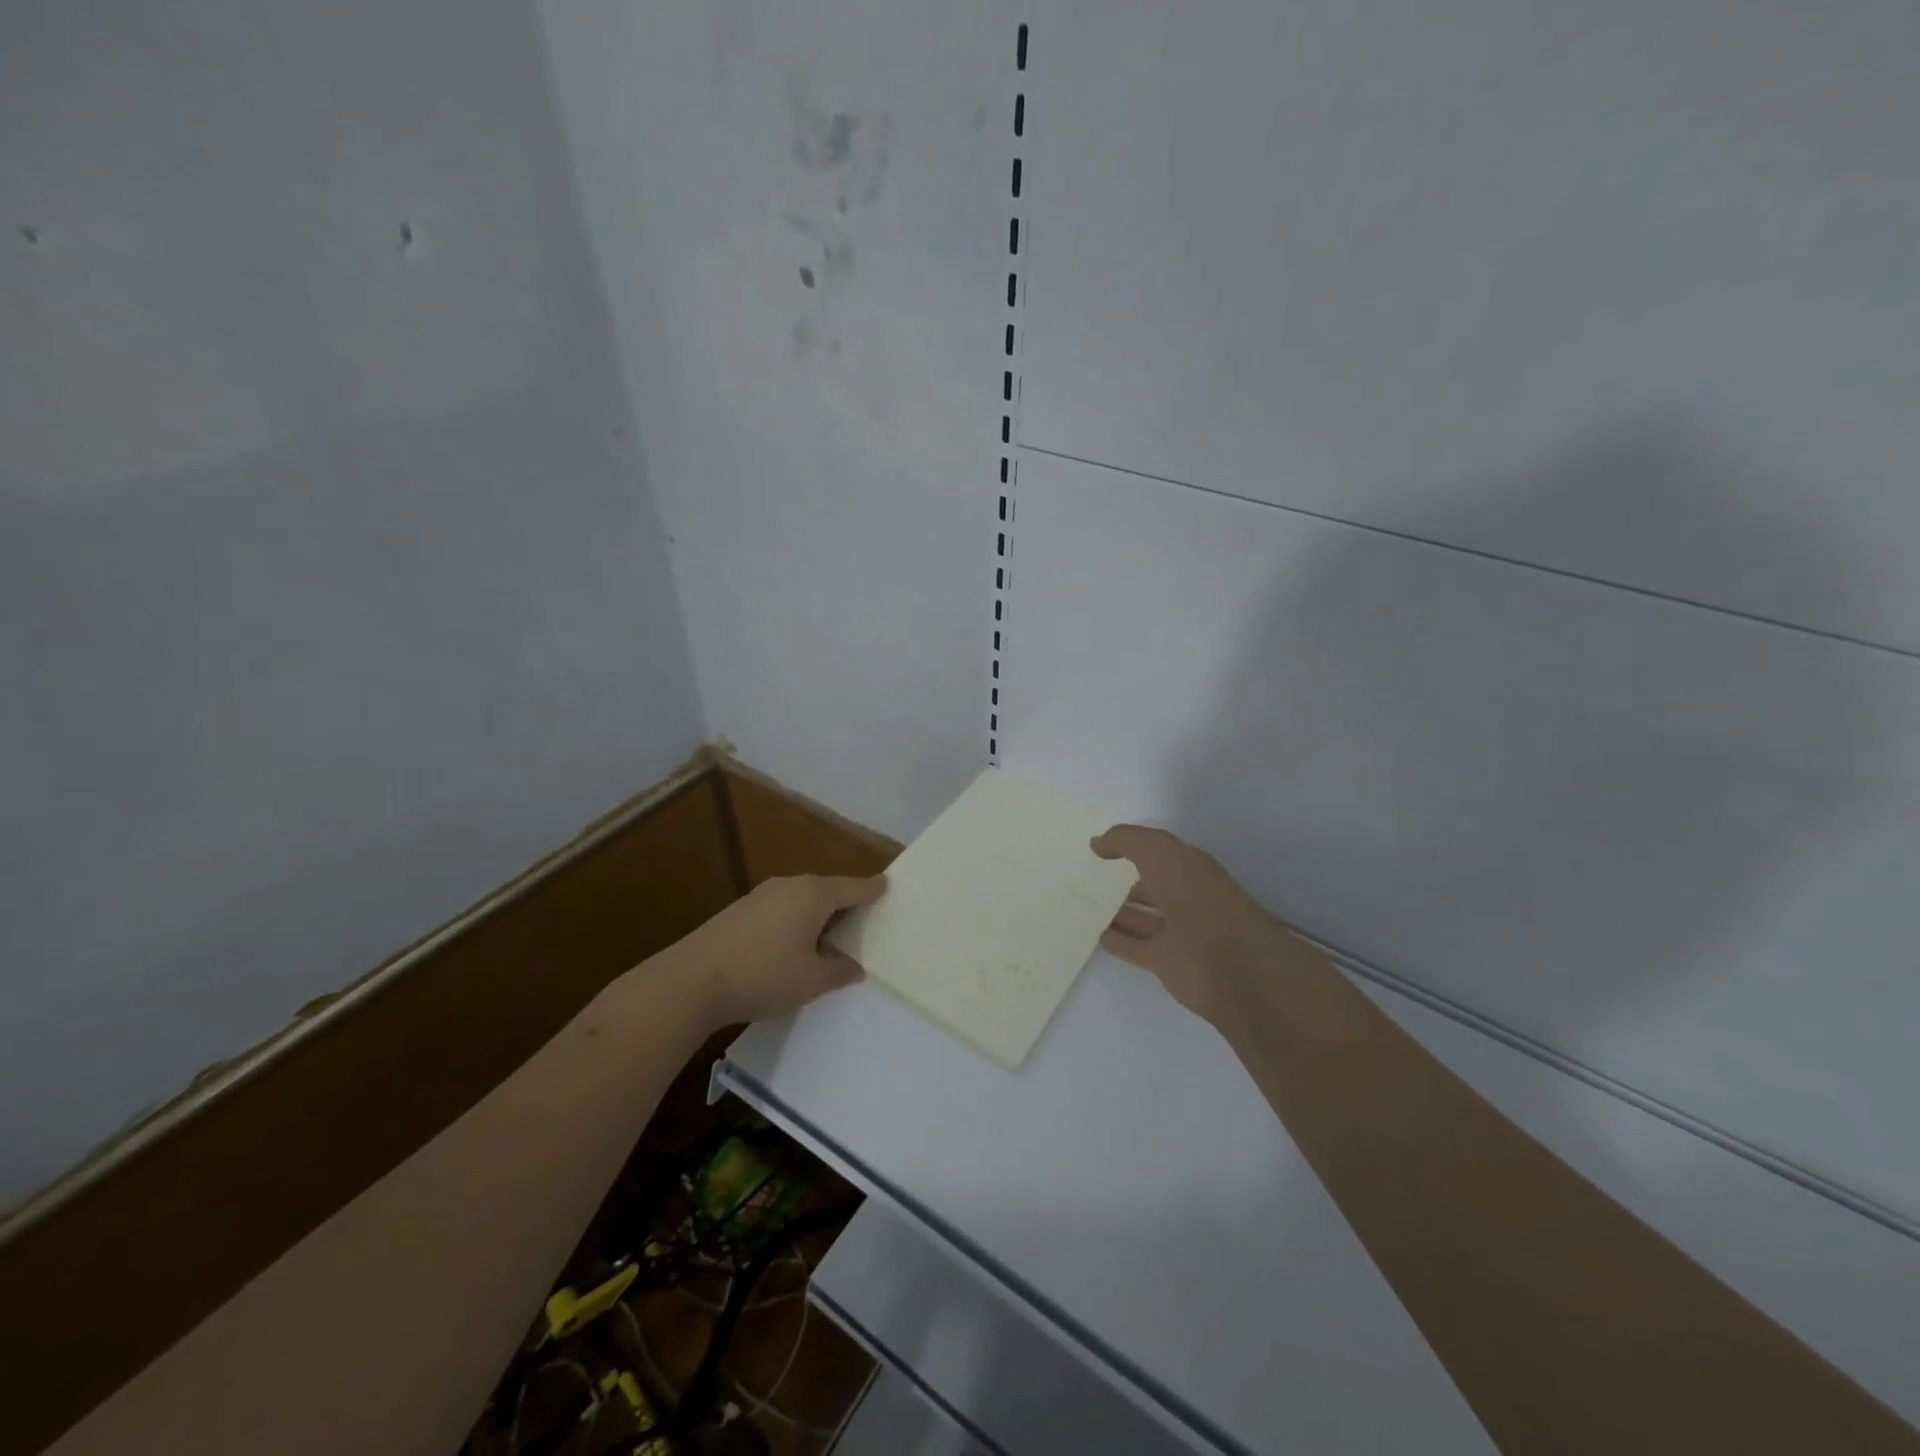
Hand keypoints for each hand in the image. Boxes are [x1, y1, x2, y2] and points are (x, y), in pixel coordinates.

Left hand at [672, 874, 885, 1026]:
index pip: (854, 887)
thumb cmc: (763, 975)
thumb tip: (854, 967)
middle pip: (827, 890)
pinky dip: (795, 921)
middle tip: (863, 919)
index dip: (873, 889)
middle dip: (845, 902)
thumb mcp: (811, 981)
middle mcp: (790, 885)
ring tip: (830, 935)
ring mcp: (761, 895)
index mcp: (814, 895)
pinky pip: (781, 909)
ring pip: (802, 899)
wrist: (690, 981)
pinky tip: (793, 944)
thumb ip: (838, 972)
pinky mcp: (740, 911)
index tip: (888, 886)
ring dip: (818, 914)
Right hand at [1092, 825, 1289, 1023]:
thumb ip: (1127, 841)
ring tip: (1087, 906)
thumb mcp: (1160, 853)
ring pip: (1141, 917)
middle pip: (1151, 886)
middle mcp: (1186, 898)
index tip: (1100, 848)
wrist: (1232, 967)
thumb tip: (1097, 842)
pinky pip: (1134, 947)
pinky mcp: (1166, 963)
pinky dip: (1117, 941)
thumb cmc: (1198, 898)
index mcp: (1191, 869)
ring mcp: (1177, 933)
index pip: (1158, 852)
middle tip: (1090, 878)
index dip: (1132, 847)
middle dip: (1126, 880)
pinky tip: (1097, 934)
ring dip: (1118, 912)